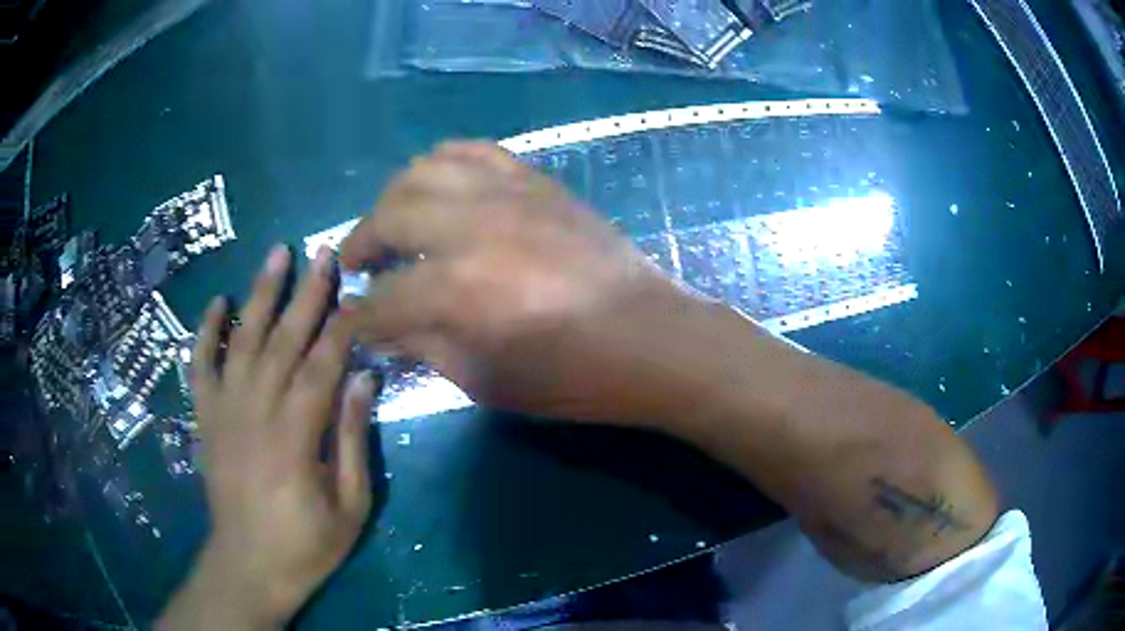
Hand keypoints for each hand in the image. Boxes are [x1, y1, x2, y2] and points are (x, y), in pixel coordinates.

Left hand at [160, 246, 374, 628]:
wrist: (249, 566)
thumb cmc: (307, 544)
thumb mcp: (349, 505)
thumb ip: (352, 440)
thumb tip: (363, 380)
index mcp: (295, 437)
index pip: (322, 366)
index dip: (342, 327)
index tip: (358, 292)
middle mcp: (255, 413)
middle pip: (282, 342)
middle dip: (305, 294)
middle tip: (322, 253)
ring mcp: (224, 412)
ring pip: (242, 341)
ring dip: (258, 295)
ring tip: (275, 254)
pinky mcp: (205, 419)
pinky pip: (201, 367)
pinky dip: (206, 333)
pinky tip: (217, 303)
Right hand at [339, 142, 695, 424]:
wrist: (652, 338)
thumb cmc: (574, 377)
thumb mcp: (488, 381)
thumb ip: (425, 347)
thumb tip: (383, 327)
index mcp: (460, 292)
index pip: (382, 299)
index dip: (358, 318)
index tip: (349, 322)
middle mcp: (475, 228)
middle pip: (389, 216)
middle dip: (360, 244)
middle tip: (358, 266)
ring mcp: (508, 194)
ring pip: (422, 170)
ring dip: (393, 198)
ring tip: (390, 224)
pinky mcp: (535, 180)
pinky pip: (472, 151)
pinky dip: (441, 165)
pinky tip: (436, 189)